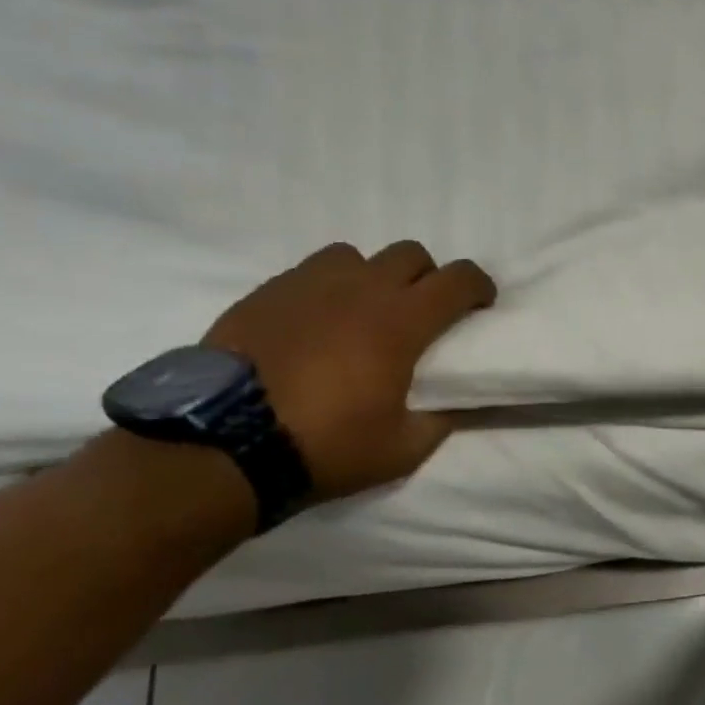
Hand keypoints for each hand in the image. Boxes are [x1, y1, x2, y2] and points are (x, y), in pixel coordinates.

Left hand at [203, 242, 496, 500]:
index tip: (482, 304)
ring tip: (364, 311)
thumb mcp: (402, 450)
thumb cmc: (325, 444)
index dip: (479, 286)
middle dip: (427, 277)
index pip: (458, 280)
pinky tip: (317, 323)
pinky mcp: (266, 293)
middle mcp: (360, 289)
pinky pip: (309, 273)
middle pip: (411, 254)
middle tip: (422, 312)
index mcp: (401, 322)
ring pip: (356, 256)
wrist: (223, 444)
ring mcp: (308, 285)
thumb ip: (439, 421)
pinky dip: (327, 289)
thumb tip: (455, 405)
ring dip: (372, 276)